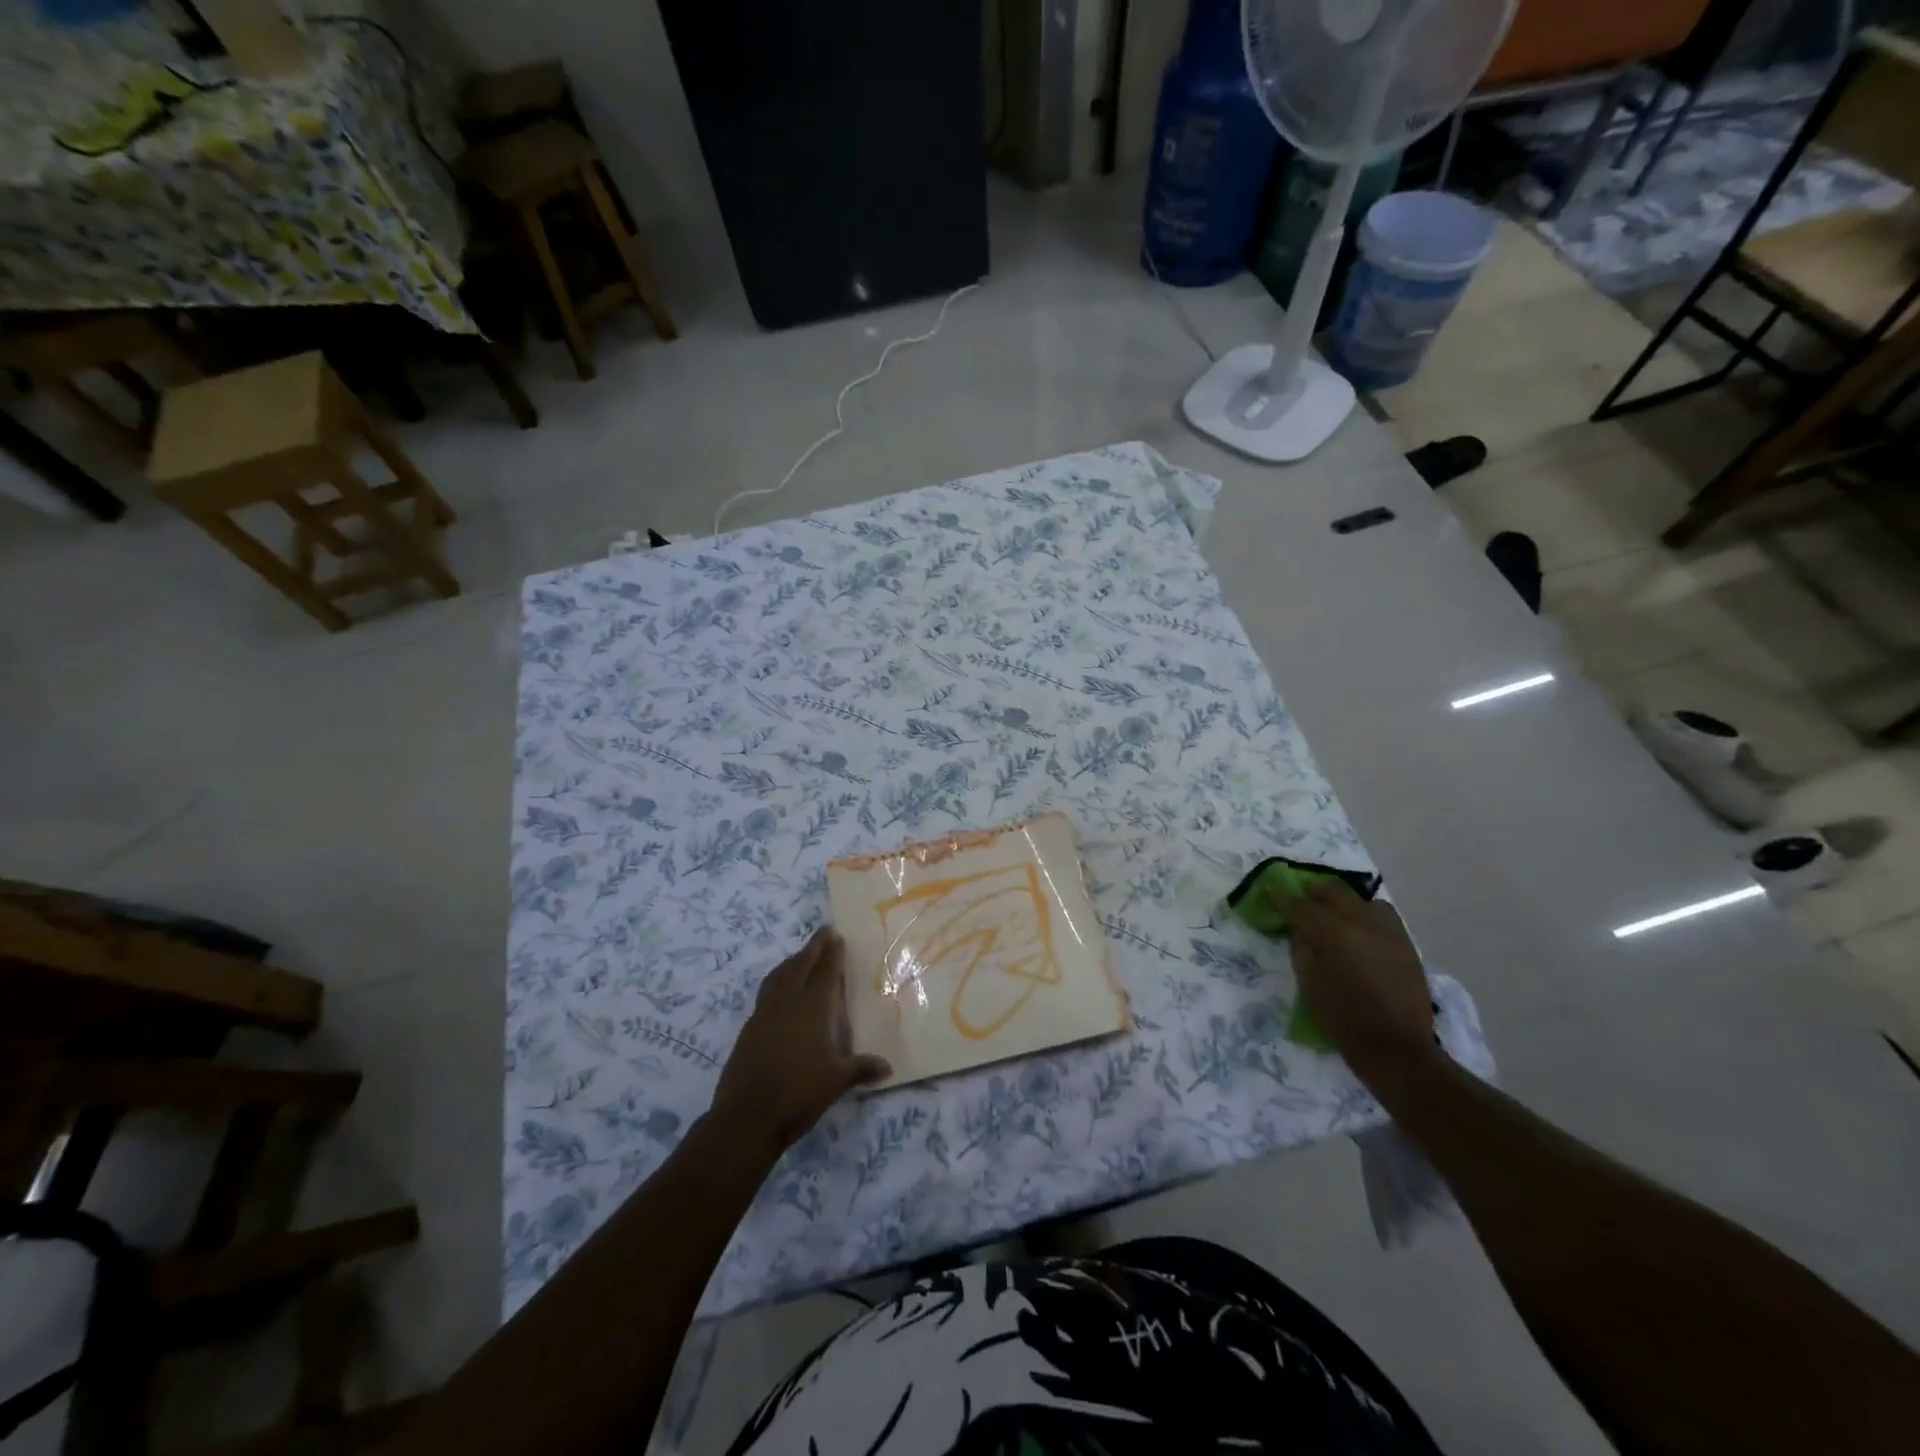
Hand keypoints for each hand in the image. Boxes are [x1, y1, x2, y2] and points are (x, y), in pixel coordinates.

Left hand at [709, 928, 890, 1157]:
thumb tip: (887, 1067)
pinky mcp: (749, 1030)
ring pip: (778, 977)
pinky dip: (777, 983)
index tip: (836, 935)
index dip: (832, 954)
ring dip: (792, 962)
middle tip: (823, 933)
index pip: (824, 973)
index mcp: (811, 1009)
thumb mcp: (836, 1082)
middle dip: (812, 948)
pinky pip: (766, 994)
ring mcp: (763, 1015)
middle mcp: (787, 1004)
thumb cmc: (798, 1094)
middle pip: (799, 966)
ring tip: (801, 956)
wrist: (746, 1118)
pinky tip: (781, 993)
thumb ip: (861, 1068)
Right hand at [1270, 879, 1437, 1083]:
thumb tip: (1300, 929)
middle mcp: (1363, 923)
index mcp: (1334, 934)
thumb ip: (1301, 948)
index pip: (1301, 906)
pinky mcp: (1406, 943)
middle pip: (1334, 891)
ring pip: (1363, 899)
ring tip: (1334, 914)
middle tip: (1301, 898)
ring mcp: (1389, 931)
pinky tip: (1359, 929)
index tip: (1270, 891)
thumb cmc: (1343, 1018)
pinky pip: (1383, 915)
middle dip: (1314, 891)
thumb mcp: (1309, 983)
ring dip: (1344, 901)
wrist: (1396, 1047)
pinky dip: (1366, 913)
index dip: (1283, 897)